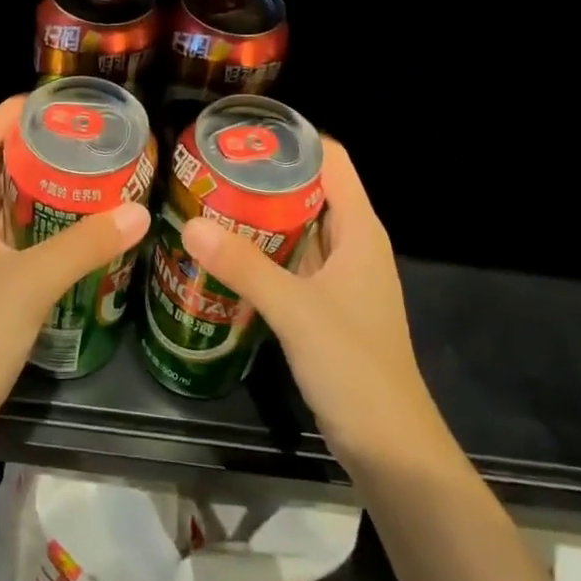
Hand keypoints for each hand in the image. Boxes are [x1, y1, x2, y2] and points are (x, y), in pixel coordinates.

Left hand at [0, 96, 150, 460]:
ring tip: (82, 171)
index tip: (50, 99)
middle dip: (30, 147)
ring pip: (0, 205)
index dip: (8, 113)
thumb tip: (139, 211)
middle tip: (79, 136)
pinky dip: (36, 224)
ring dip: (35, 187)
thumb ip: (85, 244)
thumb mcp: (32, 283)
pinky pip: (8, 238)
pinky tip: (70, 227)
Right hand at [179, 138, 454, 476]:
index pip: (332, 160)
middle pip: (310, 190)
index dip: (293, 138)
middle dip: (265, 176)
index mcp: (360, 230)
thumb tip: (190, 224)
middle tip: (211, 166)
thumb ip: (244, 266)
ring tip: (209, 200)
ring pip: (299, 227)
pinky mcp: (327, 306)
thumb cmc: (354, 366)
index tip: (243, 132)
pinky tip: (226, 253)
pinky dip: (263, 251)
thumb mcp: (295, 310)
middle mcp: (353, 244)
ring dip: (260, 215)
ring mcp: (341, 277)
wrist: (390, 448)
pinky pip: (292, 262)